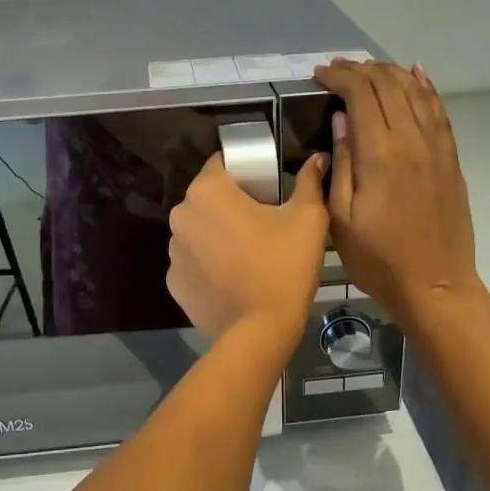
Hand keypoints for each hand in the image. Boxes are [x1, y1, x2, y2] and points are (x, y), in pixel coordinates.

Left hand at [167, 152, 328, 349]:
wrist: (259, 331)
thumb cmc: (284, 266)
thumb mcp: (308, 219)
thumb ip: (309, 182)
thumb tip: (317, 159)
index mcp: (207, 191)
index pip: (222, 163)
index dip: (245, 171)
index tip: (266, 187)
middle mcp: (181, 216)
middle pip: (208, 198)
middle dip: (231, 204)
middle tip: (263, 222)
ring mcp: (173, 252)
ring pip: (199, 230)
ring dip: (217, 235)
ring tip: (249, 255)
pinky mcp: (174, 283)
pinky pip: (194, 263)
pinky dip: (209, 265)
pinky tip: (233, 279)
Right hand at [313, 60, 485, 331]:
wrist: (436, 285)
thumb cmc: (379, 260)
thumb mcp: (342, 219)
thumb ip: (341, 163)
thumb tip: (341, 119)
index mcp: (381, 154)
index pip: (361, 94)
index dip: (339, 76)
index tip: (320, 74)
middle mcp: (413, 140)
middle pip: (389, 85)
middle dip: (361, 69)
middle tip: (338, 68)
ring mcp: (437, 147)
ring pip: (416, 91)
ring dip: (391, 72)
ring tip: (368, 68)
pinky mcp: (451, 158)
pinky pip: (439, 111)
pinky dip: (425, 87)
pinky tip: (416, 75)